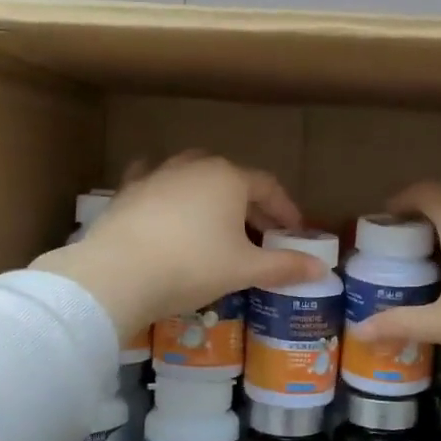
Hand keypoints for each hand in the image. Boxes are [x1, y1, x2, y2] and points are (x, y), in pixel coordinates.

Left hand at [32, 154, 324, 338]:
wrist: (117, 273)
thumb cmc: (192, 266)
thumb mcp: (243, 269)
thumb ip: (284, 266)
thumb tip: (322, 269)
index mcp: (228, 178)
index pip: (268, 187)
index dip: (285, 210)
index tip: (295, 232)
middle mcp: (194, 166)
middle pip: (232, 179)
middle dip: (250, 205)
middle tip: (261, 233)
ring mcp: (157, 175)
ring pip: (193, 176)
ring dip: (210, 196)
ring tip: (217, 221)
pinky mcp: (129, 191)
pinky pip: (153, 181)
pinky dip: (166, 190)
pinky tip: (163, 197)